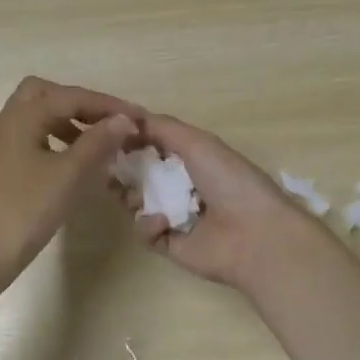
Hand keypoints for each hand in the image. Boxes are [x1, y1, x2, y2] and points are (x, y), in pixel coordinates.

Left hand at [0, 77, 140, 285]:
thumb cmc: (24, 210)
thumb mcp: (68, 174)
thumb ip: (97, 142)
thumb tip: (123, 119)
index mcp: (22, 116)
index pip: (70, 96)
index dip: (107, 104)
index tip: (138, 117)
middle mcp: (8, 122)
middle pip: (46, 94)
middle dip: (79, 103)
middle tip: (107, 122)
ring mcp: (1, 145)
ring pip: (38, 116)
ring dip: (68, 121)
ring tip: (98, 143)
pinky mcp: (1, 167)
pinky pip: (33, 138)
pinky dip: (56, 140)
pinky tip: (74, 164)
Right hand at [120, 114, 340, 295]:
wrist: (255, 236)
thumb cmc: (229, 180)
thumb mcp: (197, 142)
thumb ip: (161, 127)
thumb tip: (126, 115)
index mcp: (194, 157)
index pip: (154, 145)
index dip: (131, 139)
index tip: (107, 133)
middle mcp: (183, 184)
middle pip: (141, 173)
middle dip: (122, 168)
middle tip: (104, 164)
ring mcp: (175, 215)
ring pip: (137, 202)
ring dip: (129, 195)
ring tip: (128, 193)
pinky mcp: (170, 244)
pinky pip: (145, 231)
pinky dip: (148, 224)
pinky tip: (162, 222)